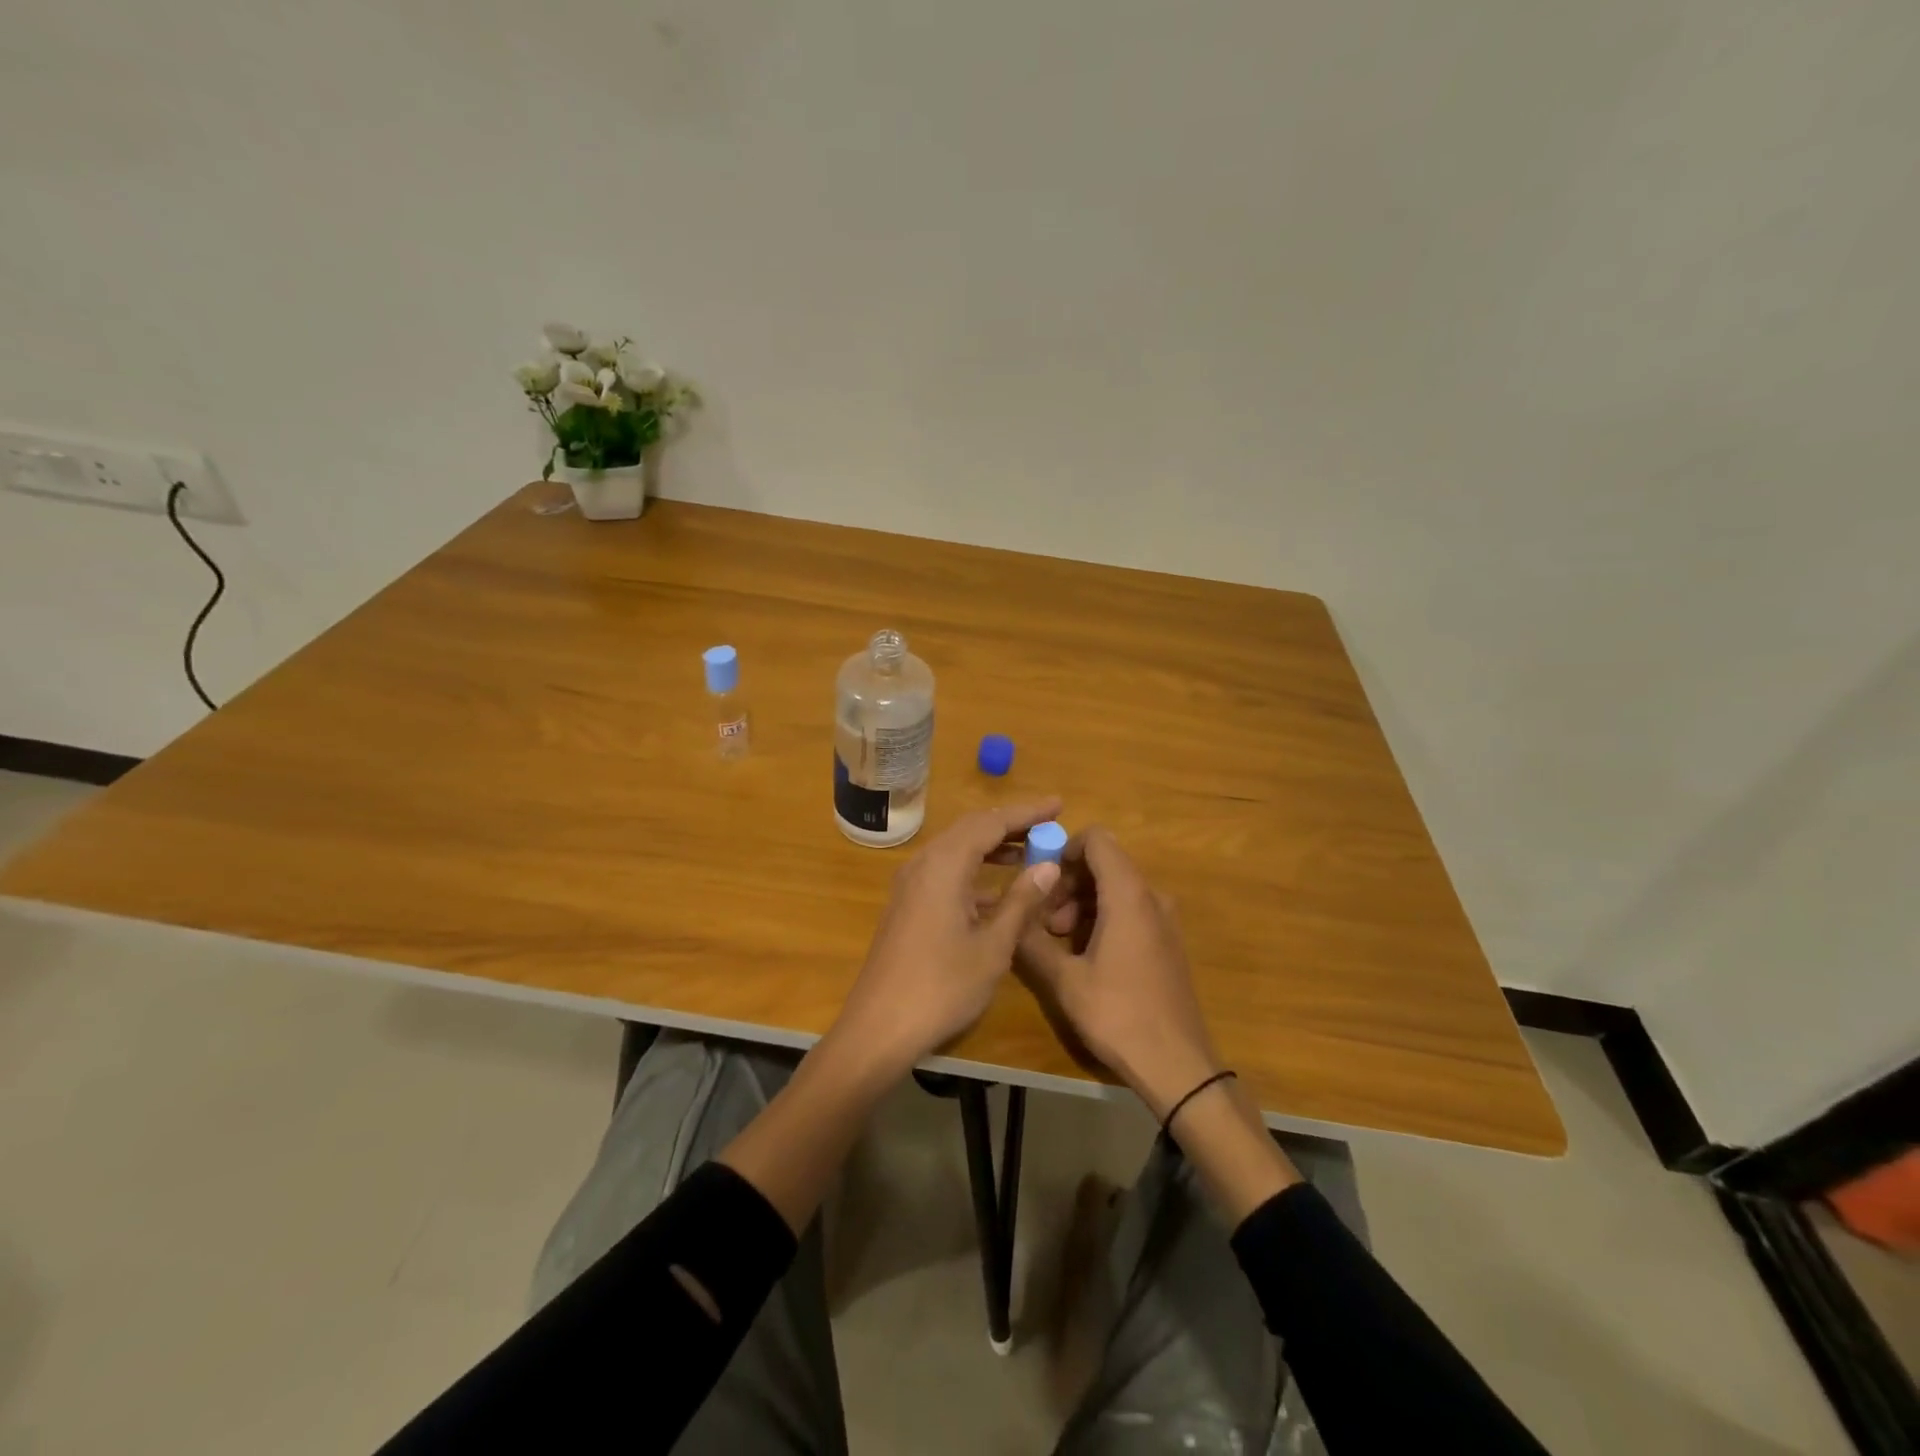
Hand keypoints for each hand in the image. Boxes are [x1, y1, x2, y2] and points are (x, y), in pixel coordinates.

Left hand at [832, 799, 1064, 1077]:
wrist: (880, 1026)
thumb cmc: (942, 986)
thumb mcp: (993, 946)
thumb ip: (1021, 901)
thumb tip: (1048, 866)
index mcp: (944, 865)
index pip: (990, 822)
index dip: (1026, 812)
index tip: (1059, 805)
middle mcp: (924, 864)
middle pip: (971, 829)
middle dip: (1010, 824)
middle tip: (1048, 825)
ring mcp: (911, 884)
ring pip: (957, 849)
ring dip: (992, 846)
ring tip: (1030, 852)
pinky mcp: (908, 904)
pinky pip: (945, 871)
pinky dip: (974, 871)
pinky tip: (998, 891)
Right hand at [1016, 826, 1224, 1119]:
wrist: (1177, 1065)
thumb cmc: (1118, 1015)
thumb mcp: (1065, 980)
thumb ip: (1032, 941)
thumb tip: (1009, 916)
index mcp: (1128, 895)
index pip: (1097, 840)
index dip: (1064, 850)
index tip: (1042, 882)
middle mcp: (1151, 897)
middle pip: (1105, 864)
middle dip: (1068, 884)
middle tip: (1045, 923)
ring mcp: (1164, 920)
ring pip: (1116, 889)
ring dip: (1082, 904)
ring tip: (1059, 943)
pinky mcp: (1167, 942)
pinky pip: (1131, 911)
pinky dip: (1103, 919)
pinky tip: (1086, 957)